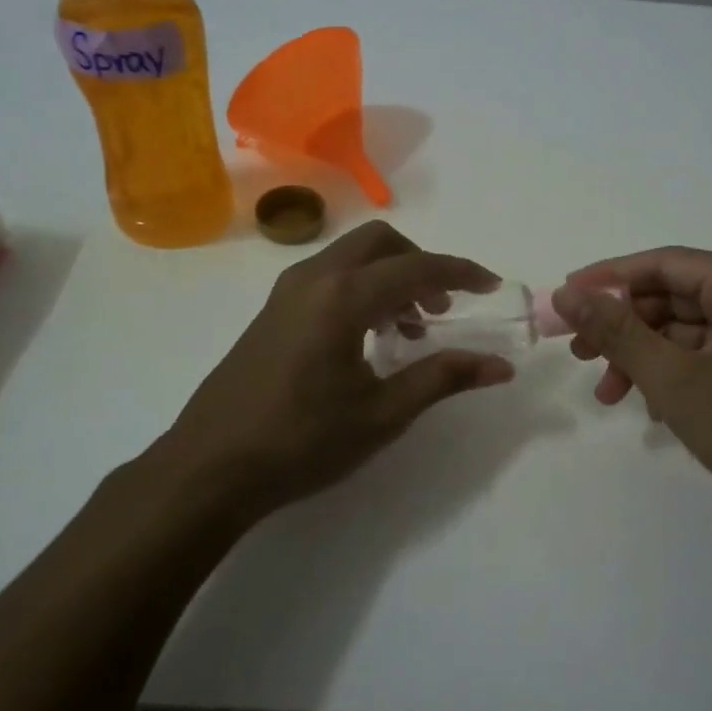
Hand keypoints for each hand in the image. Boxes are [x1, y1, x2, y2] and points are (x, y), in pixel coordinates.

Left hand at [153, 222, 515, 518]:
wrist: (210, 467)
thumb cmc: (302, 441)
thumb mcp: (383, 413)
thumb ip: (443, 378)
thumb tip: (501, 366)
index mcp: (343, 296)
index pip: (417, 267)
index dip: (460, 273)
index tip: (491, 286)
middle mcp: (314, 278)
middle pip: (380, 243)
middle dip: (421, 265)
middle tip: (443, 310)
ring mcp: (286, 292)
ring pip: (351, 258)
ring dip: (390, 278)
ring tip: (411, 331)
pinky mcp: (272, 312)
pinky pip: (329, 278)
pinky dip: (361, 290)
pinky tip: (368, 338)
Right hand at [551, 248, 711, 530]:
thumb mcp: (675, 379)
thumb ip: (617, 332)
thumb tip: (566, 293)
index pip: (667, 264)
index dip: (610, 277)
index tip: (566, 295)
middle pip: (675, 298)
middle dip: (624, 326)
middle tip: (580, 353)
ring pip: (688, 334)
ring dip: (643, 358)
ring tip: (608, 393)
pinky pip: (706, 360)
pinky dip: (672, 378)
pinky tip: (651, 411)